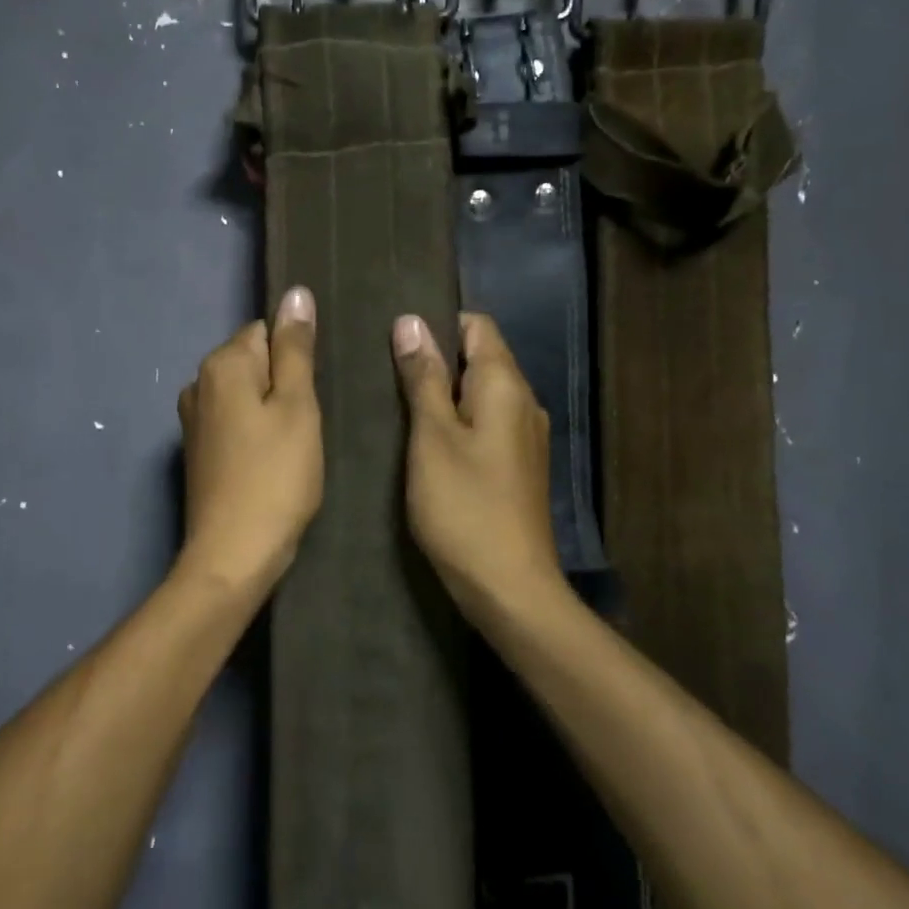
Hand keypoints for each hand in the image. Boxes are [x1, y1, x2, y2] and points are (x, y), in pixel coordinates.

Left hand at [176, 287, 323, 599]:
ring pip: (246, 396)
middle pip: (254, 363)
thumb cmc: (276, 476)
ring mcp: (192, 419)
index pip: (267, 332)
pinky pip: (234, 423)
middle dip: (283, 386)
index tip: (311, 396)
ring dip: (271, 412)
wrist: (233, 552)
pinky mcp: (196, 451)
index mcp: (221, 364)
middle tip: (306, 426)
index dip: (296, 361)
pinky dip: (254, 435)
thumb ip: (296, 348)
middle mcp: (197, 383)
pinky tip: (271, 464)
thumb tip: (295, 292)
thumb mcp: (298, 406)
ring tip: (292, 448)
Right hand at [393, 311, 561, 614]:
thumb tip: (411, 322)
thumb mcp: (432, 437)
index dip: (438, 322)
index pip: (478, 326)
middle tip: (384, 370)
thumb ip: (423, 378)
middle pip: (480, 358)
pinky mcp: (517, 465)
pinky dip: (457, 421)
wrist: (509, 586)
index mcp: (505, 386)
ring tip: (396, 401)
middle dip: (436, 357)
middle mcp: (523, 402)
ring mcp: (524, 436)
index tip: (395, 336)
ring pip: (480, 393)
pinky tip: (425, 439)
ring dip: (443, 392)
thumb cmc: (464, 507)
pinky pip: (485, 423)